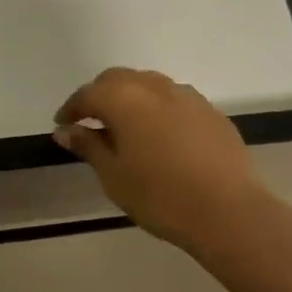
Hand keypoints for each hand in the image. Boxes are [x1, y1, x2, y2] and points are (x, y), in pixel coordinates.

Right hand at [53, 67, 275, 255]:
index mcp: (124, 98)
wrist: (228, 211)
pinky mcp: (210, 111)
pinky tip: (162, 136)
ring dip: (131, 99)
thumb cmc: (160, 196)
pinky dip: (159, 109)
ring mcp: (186, 95)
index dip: (72, 109)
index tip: (63, 126)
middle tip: (92, 123)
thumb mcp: (114, 175)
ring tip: (127, 128)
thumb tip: (65, 130)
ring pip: (148, 85)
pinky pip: (175, 100)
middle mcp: (154, 86)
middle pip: (118, 80)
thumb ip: (88, 146)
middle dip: (100, 96)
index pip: (88, 94)